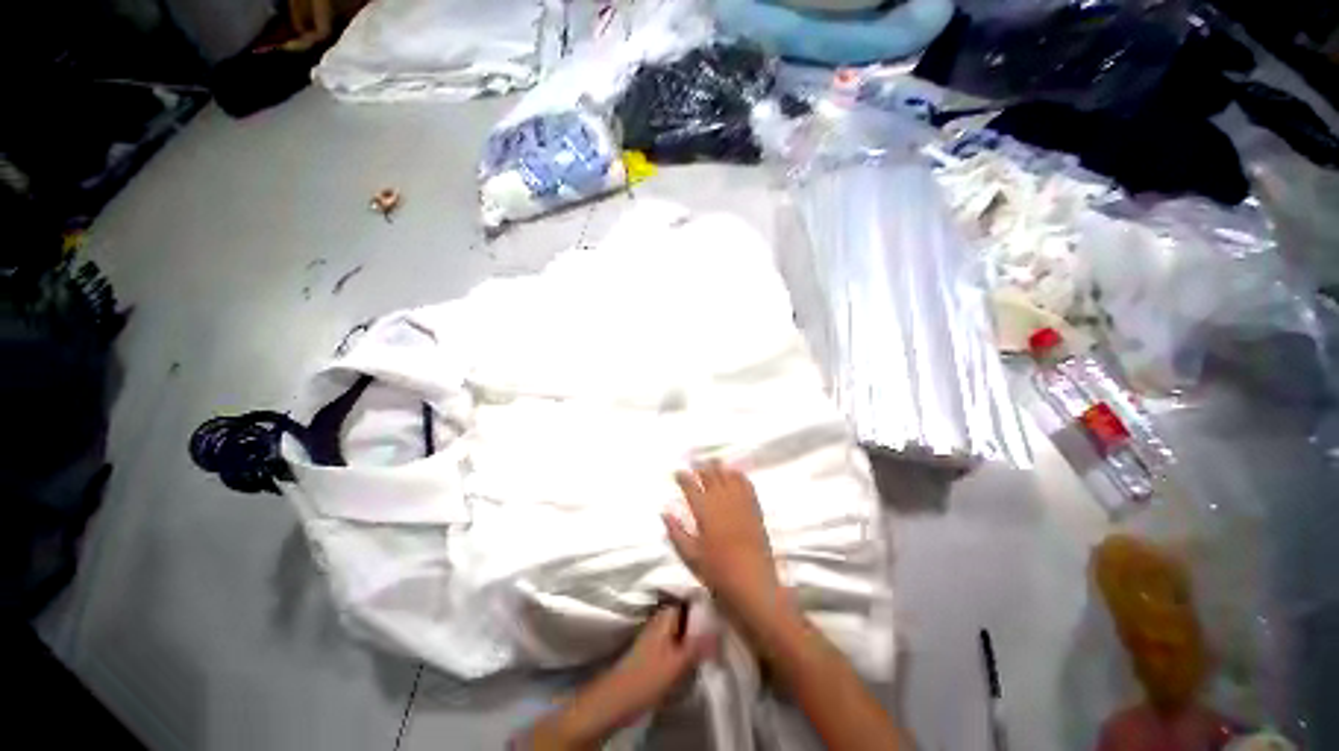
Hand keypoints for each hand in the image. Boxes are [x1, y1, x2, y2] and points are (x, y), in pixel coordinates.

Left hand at [600, 606, 713, 716]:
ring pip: (684, 626)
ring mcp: (658, 631)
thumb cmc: (648, 676)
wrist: (618, 698)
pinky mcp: (656, 647)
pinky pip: (678, 637)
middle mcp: (662, 616)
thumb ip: (699, 644)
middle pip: (689, 612)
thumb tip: (721, 628)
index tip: (725, 609)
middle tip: (723, 629)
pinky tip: (698, 653)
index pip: (692, 597)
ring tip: (715, 642)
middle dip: (704, 620)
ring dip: (697, 633)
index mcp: (667, 613)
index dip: (709, 603)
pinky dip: (688, 643)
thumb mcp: (679, 662)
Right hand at [663, 462, 783, 622]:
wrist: (753, 584)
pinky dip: (739, 476)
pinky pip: (746, 485)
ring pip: (728, 477)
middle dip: (701, 468)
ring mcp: (740, 503)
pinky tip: (735, 473)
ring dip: (719, 468)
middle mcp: (722, 501)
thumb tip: (664, 512)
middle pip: (710, 476)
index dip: (683, 477)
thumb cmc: (717, 573)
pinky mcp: (754, 509)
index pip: (691, 487)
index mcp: (704, 512)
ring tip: (712, 464)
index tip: (677, 472)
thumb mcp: (690, 556)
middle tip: (695, 465)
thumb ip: (676, 532)